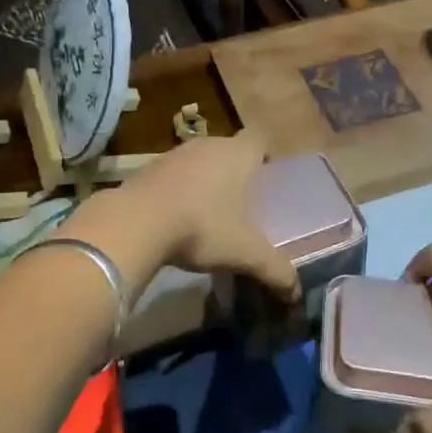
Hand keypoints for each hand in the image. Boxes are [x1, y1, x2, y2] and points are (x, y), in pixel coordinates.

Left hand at [124, 131, 300, 298]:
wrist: (136, 223)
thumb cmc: (202, 227)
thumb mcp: (245, 253)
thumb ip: (275, 270)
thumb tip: (296, 292)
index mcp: (238, 154)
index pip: (259, 139)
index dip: (265, 156)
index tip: (267, 181)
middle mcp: (208, 145)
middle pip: (229, 150)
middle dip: (236, 173)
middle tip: (243, 204)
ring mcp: (175, 154)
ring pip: (200, 162)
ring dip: (205, 182)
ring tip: (209, 215)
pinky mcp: (148, 168)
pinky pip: (173, 176)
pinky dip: (179, 191)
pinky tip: (177, 219)